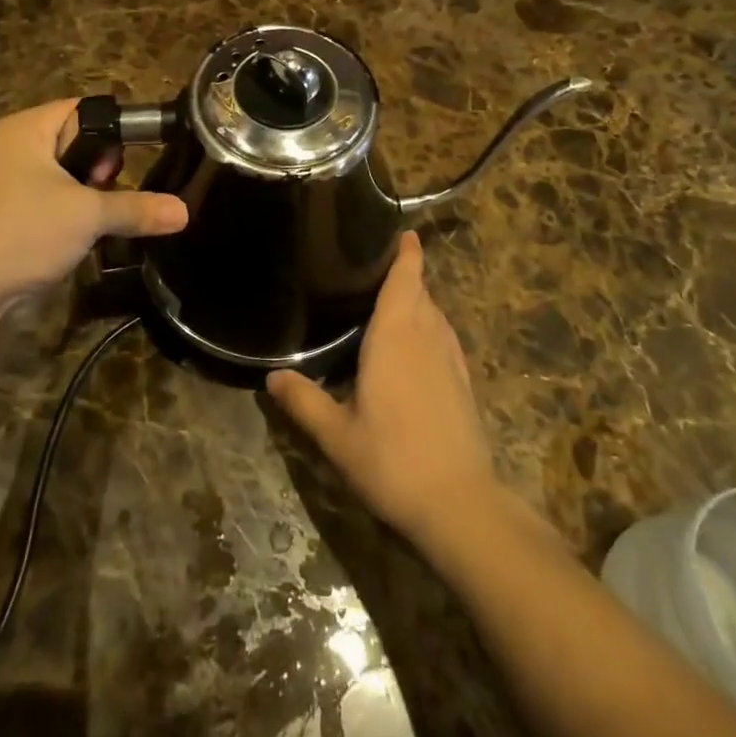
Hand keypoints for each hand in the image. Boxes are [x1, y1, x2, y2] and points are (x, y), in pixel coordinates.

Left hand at [0, 99, 186, 303]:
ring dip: (90, 192)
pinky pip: (55, 195)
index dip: (113, 129)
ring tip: (99, 214)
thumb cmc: (26, 232)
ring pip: (69, 172)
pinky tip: (84, 231)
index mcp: (27, 129)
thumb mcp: (89, 215)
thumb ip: (137, 207)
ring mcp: (10, 178)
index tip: (134, 159)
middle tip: (105, 188)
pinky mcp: (12, 208)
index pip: (83, 109)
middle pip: (78, 140)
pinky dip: (74, 208)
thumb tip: (184, 212)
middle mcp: (15, 145)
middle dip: (101, 166)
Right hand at [267, 232, 497, 544]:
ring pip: (436, 314)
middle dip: (406, 276)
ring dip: (419, 301)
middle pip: (421, 292)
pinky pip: (445, 337)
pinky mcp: (463, 382)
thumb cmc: (392, 459)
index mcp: (395, 336)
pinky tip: (415, 349)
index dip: (407, 253)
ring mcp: (450, 359)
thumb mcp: (337, 435)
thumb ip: (304, 401)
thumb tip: (272, 377)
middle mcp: (427, 337)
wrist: (460, 504)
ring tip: (393, 303)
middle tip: (375, 269)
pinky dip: (431, 328)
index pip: (406, 279)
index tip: (403, 232)